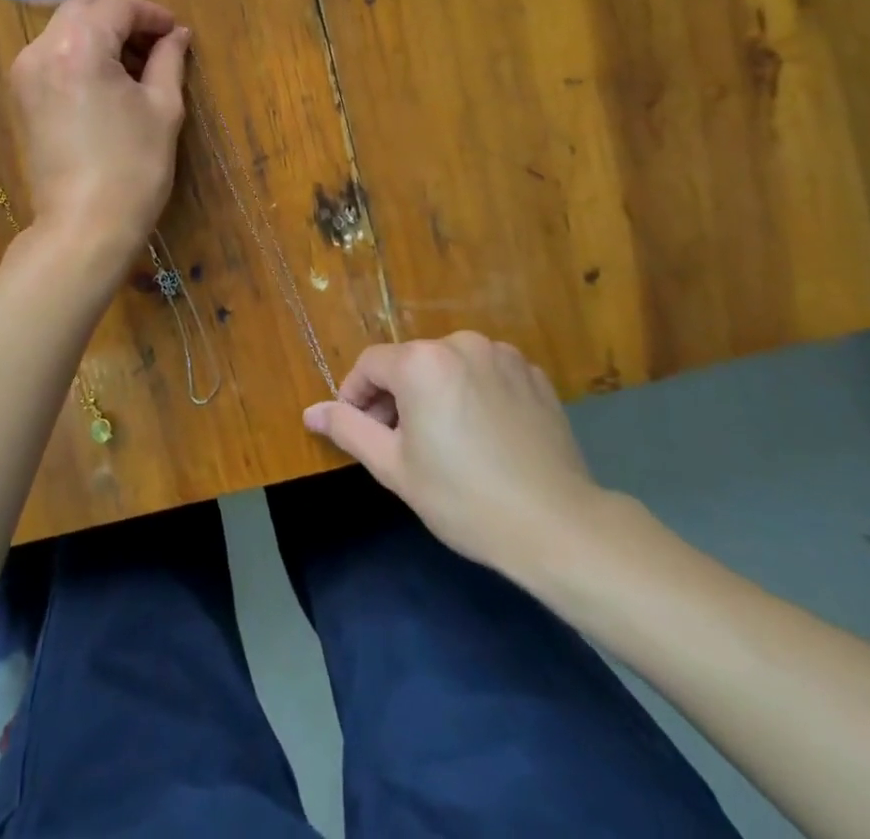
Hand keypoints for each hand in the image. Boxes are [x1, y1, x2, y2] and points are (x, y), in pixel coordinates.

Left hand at [10, 0, 189, 265]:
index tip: (175, 33)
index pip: (117, 6)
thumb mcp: (163, 108)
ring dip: (99, 34)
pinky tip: (106, 83)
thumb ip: (169, 60)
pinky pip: (52, 55)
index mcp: (79, 46)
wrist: (84, 226)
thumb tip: (176, 34)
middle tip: (154, 46)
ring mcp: (25, 72)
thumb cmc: (133, 167)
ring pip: (64, 28)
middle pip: (83, 7)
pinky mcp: (21, 96)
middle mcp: (42, 49)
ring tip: (132, 67)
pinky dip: (79, 54)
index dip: (151, 14)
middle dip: (121, 18)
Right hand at [303, 332, 612, 583]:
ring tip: (445, 442)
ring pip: (447, 367)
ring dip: (434, 393)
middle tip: (402, 445)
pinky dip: (473, 394)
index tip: (362, 432)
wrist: (559, 527)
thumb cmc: (464, 499)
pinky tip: (484, 437)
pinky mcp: (533, 374)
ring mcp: (502, 355)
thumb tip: (310, 411)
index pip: (370, 365)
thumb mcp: (394, 467)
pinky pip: (485, 374)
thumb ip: (348, 429)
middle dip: (396, 397)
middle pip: (410, 363)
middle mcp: (460, 343)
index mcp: (422, 362)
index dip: (357, 397)